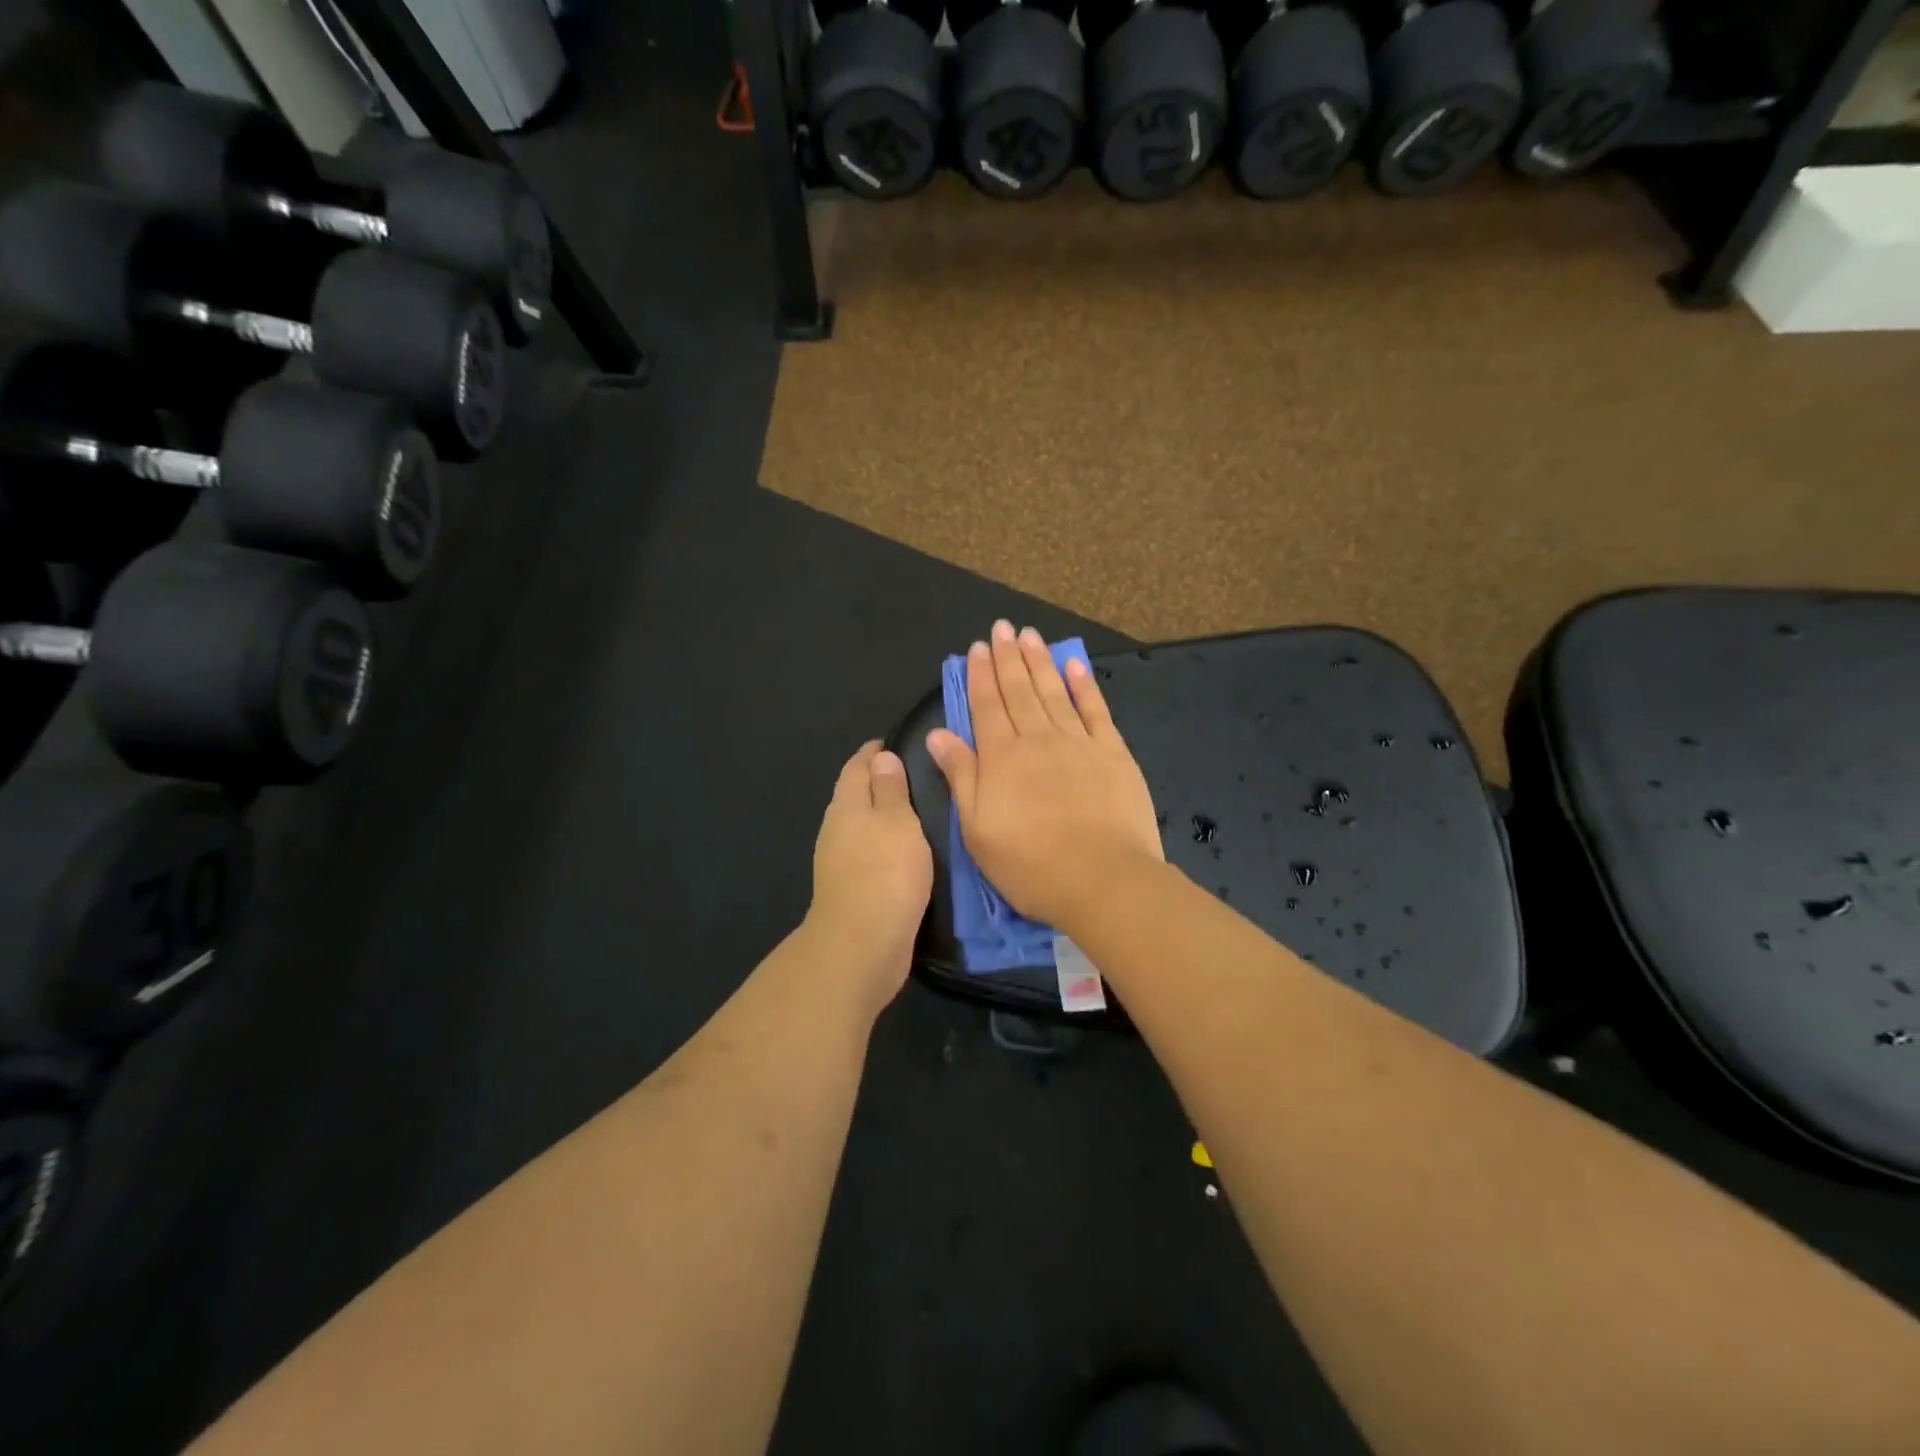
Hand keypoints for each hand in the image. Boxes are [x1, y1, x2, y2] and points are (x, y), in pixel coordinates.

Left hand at [805, 741, 933, 1010]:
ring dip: (881, 815)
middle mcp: (836, 830)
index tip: (892, 742)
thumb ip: (889, 788)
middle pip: (854, 795)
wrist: (862, 944)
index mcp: (846, 806)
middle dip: (876, 781)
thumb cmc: (885, 872)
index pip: (857, 767)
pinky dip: (884, 843)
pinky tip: (904, 850)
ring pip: (861, 826)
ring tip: (914, 809)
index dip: (873, 752)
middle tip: (911, 772)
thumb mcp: (896, 821)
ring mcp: (840, 862)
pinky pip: (869, 853)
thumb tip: (880, 757)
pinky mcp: (852, 889)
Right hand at [926, 621, 1161, 929]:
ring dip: (1040, 662)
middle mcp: (1038, 739)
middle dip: (1008, 657)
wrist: (1103, 879)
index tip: (977, 647)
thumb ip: (960, 776)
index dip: (980, 675)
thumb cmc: (1030, 864)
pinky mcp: (1113, 754)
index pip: (987, 706)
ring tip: (1030, 635)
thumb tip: (939, 734)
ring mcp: (1079, 743)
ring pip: (1054, 692)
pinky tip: (1075, 665)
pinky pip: (1096, 710)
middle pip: (1019, 691)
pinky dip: (1084, 685)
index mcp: (1002, 758)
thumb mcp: (978, 829)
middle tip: (1002, 627)